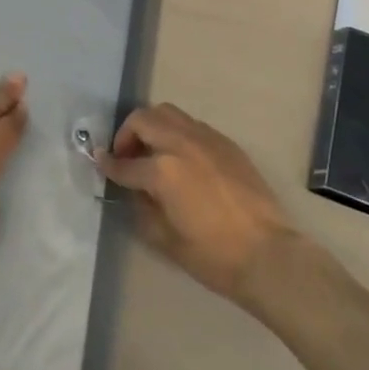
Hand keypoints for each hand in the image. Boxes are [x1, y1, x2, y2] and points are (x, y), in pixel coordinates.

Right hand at [99, 103, 294, 303]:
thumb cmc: (214, 256)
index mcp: (163, 170)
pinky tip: (182, 158)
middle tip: (127, 156)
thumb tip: (135, 189)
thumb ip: (143, 207)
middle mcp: (181, 143)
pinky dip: (177, 133)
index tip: (100, 162)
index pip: (126, 163)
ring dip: (152, 127)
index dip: (109, 165)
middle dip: (127, 134)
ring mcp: (206, 138)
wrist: (268, 255)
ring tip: (153, 151)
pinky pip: (192, 125)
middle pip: (143, 120)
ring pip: (168, 113)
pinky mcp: (226, 143)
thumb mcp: (166, 240)